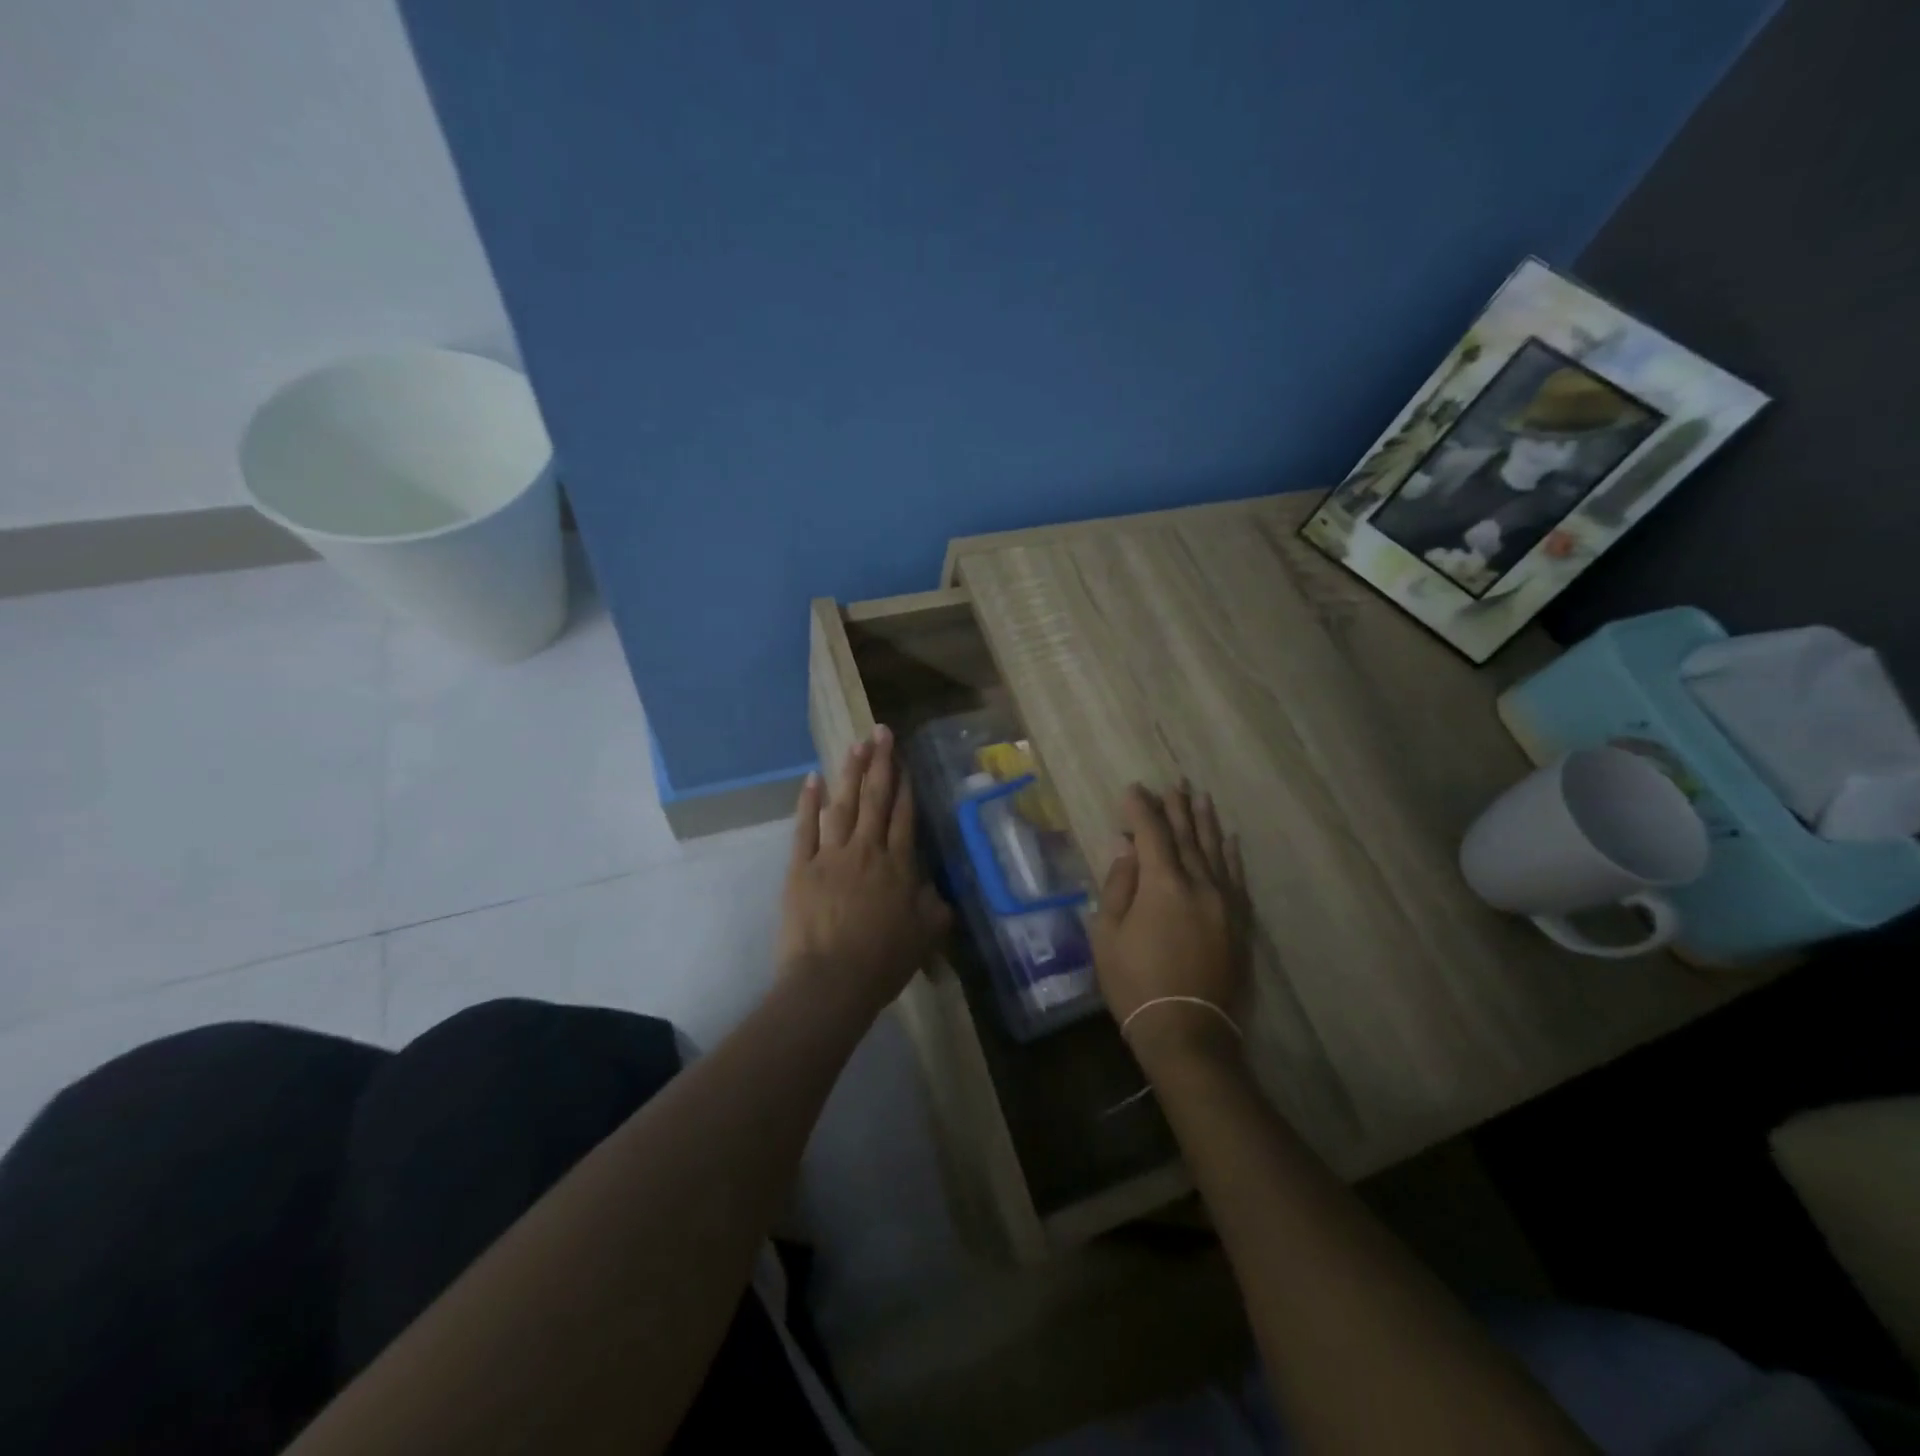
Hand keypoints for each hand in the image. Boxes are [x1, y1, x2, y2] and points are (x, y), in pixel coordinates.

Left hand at [779, 725, 950, 1016]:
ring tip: (857, 744)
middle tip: (881, 730)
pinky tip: (812, 778)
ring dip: (850, 772)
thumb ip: (935, 909)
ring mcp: (831, 855)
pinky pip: (805, 827)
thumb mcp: (924, 938)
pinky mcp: (801, 867)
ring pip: (843, 804)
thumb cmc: (882, 963)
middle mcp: (867, 851)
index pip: (905, 816)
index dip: (906, 786)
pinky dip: (808, 802)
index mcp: (899, 866)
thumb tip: (939, 892)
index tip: (904, 760)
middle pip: (876, 799)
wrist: (830, 982)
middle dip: (881, 763)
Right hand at [1091, 783, 1251, 1070]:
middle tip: (1172, 783)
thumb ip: (1118, 885)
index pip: (1151, 833)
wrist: (1188, 1032)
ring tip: (1200, 797)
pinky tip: (1229, 839)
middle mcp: (1199, 884)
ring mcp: (1225, 903)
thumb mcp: (1108, 934)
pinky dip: (1231, 855)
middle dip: (1176, 808)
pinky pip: (1237, 878)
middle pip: (1187, 836)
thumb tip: (1127, 850)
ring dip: (1205, 822)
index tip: (1133, 790)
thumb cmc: (1135, 983)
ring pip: (1215, 851)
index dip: (1140, 809)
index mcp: (1163, 884)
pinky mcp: (1240, 923)